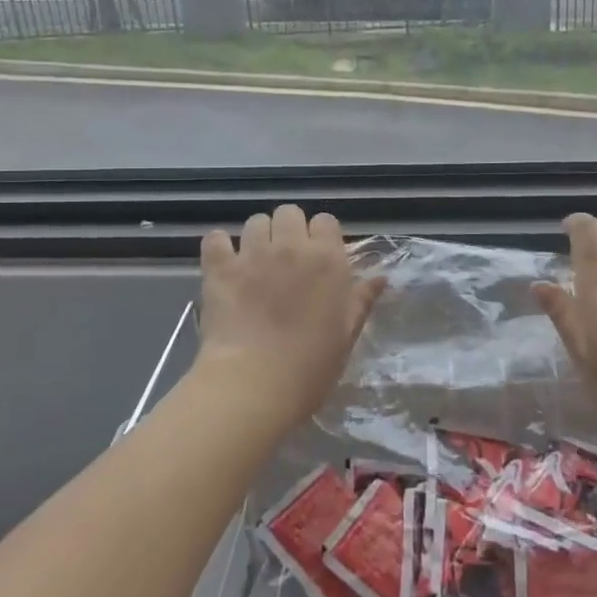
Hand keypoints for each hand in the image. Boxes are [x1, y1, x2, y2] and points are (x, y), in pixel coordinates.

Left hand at [195, 205, 385, 433]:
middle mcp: (291, 246)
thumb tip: (380, 277)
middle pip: (289, 213)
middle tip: (286, 260)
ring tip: (256, 263)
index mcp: (327, 259)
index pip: (326, 221)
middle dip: (289, 230)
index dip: (321, 237)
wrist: (254, 384)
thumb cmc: (311, 366)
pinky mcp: (220, 268)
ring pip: (255, 222)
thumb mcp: (346, 334)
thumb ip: (362, 300)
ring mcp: (252, 254)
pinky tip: (223, 264)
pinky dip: (219, 247)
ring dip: (258, 237)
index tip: (318, 260)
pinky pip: (215, 239)